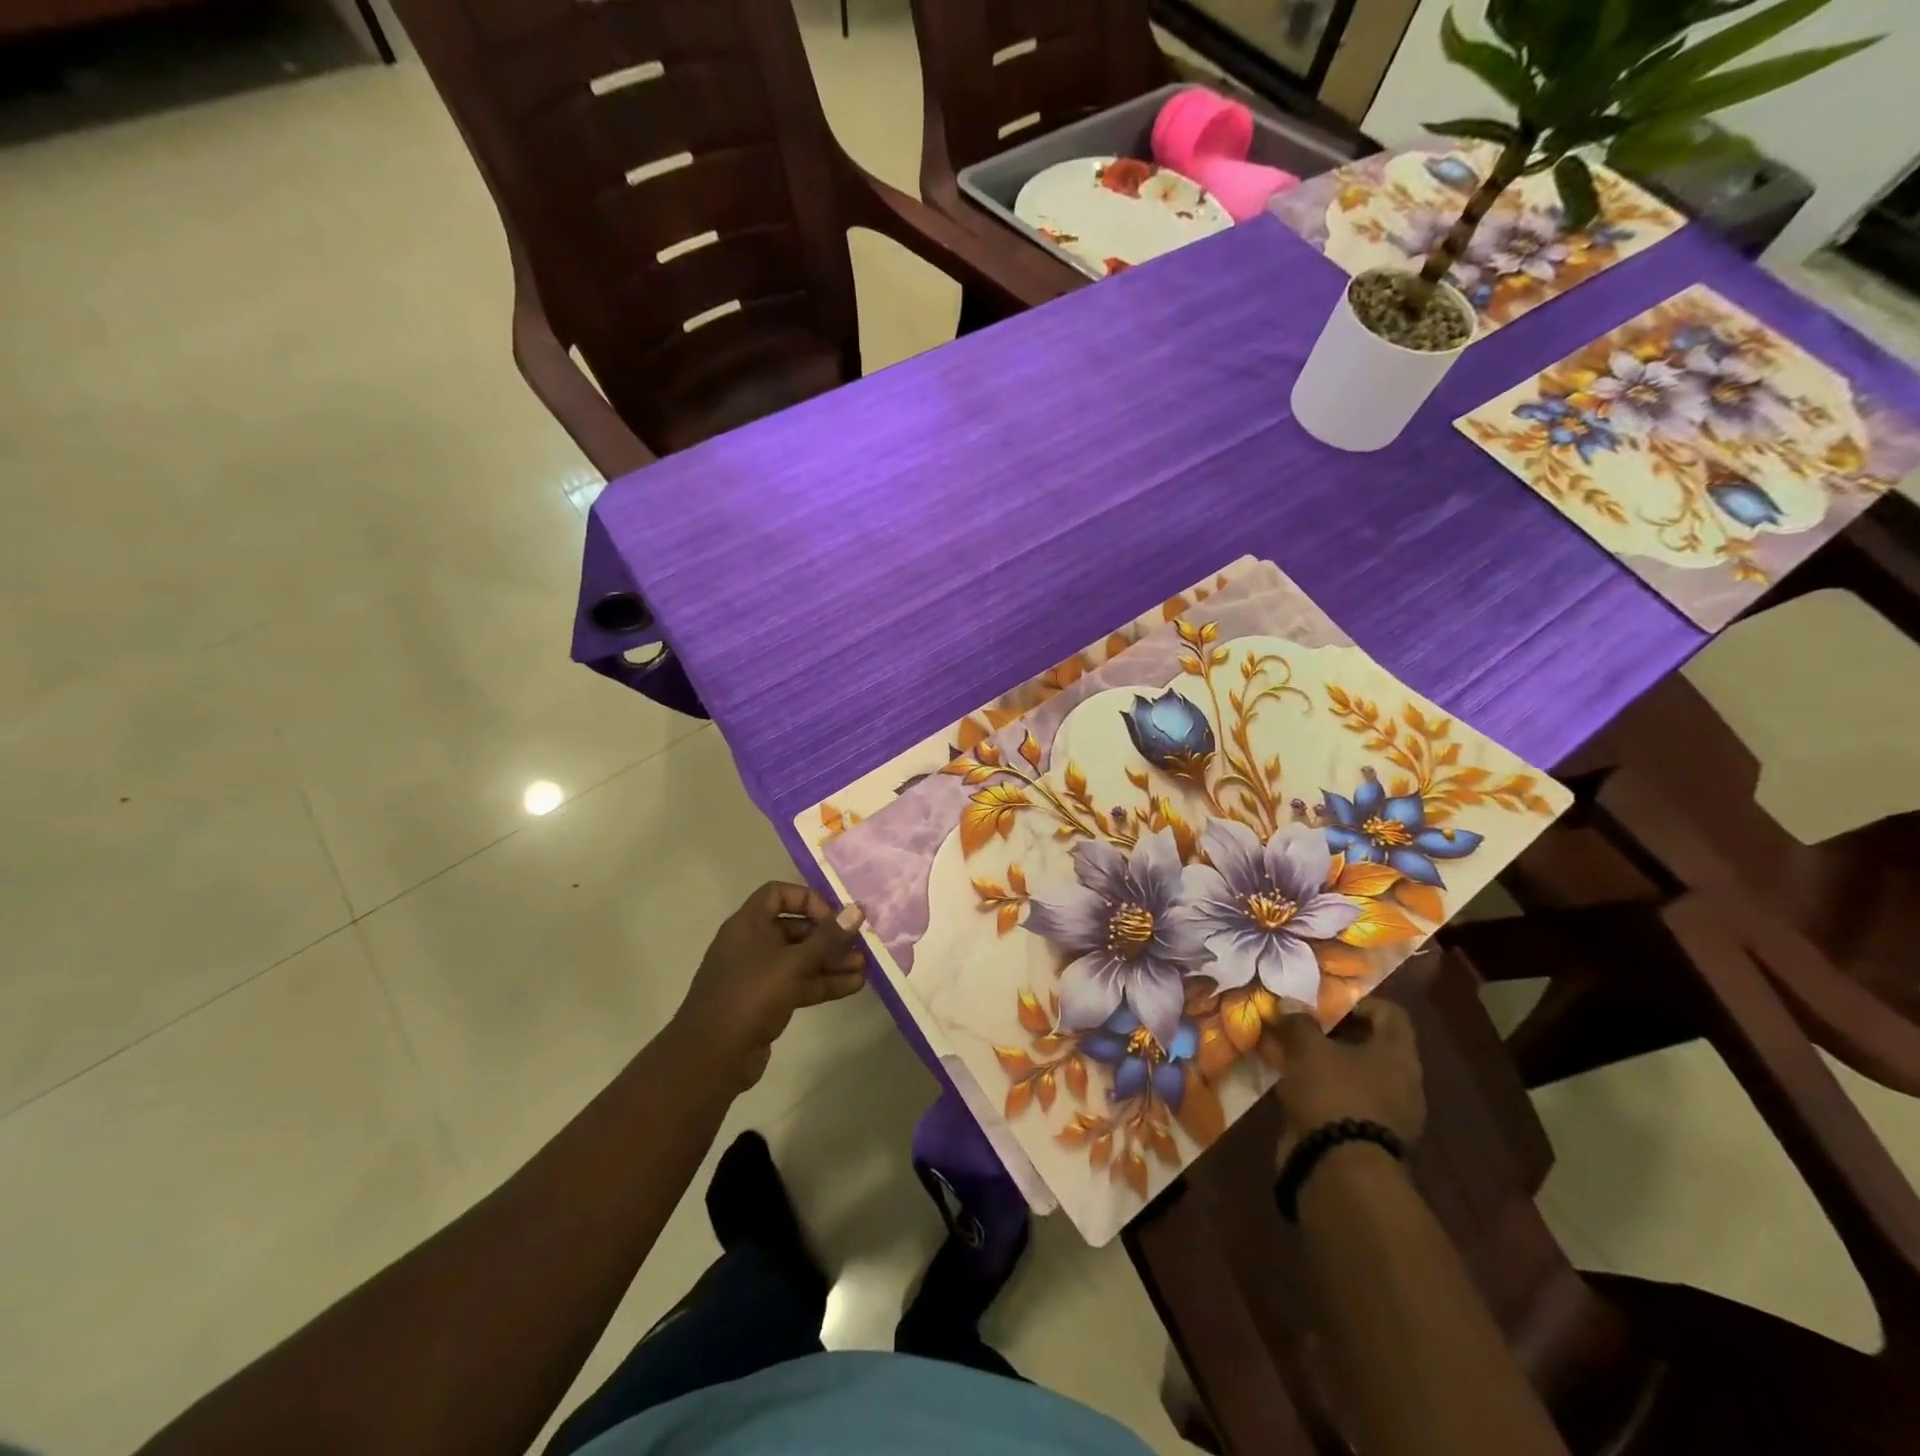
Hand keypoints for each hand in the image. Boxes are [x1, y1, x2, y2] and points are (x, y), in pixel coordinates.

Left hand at [675, 883, 867, 1090]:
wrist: (711, 1058)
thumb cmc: (749, 996)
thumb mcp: (792, 963)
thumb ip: (827, 938)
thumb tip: (858, 909)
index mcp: (748, 925)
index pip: (778, 894)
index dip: (807, 900)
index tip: (832, 918)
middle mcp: (752, 944)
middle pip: (795, 928)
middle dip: (828, 936)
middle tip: (858, 944)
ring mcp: (759, 974)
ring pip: (800, 959)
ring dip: (831, 961)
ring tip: (864, 967)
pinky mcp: (767, 1002)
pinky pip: (799, 984)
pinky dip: (824, 983)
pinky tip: (854, 986)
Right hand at [1272, 998, 1424, 1165]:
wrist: (1338, 1170)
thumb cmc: (1332, 1094)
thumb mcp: (1308, 1048)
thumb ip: (1299, 1022)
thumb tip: (1289, 1003)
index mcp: (1399, 1056)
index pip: (1390, 1014)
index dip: (1357, 1002)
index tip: (1323, 1004)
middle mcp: (1402, 1084)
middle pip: (1370, 1045)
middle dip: (1333, 1034)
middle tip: (1300, 1026)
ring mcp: (1386, 1115)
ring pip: (1353, 1075)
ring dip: (1324, 1064)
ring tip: (1289, 1055)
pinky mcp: (1366, 1139)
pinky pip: (1343, 1101)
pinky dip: (1320, 1091)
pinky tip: (1291, 1086)